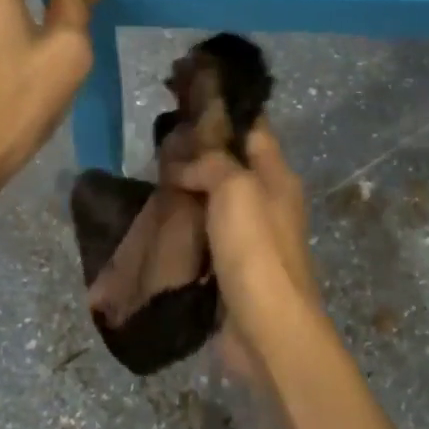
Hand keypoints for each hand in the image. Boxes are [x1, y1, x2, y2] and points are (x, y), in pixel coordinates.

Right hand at [170, 123, 322, 357]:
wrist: (265, 329)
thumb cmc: (256, 250)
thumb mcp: (236, 189)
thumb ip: (212, 164)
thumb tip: (184, 165)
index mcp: (278, 178)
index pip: (254, 130)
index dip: (226, 113)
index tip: (189, 100)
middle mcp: (267, 203)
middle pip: (232, 166)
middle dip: (199, 154)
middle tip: (158, 143)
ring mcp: (250, 238)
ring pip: (215, 202)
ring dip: (188, 191)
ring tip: (150, 176)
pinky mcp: (230, 268)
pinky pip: (204, 236)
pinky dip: (184, 226)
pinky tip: (157, 219)